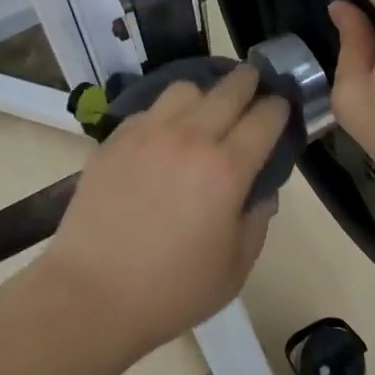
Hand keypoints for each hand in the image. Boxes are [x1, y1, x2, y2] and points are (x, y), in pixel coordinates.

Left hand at [39, 66, 289, 356]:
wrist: (91, 293)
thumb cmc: (172, 291)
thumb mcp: (235, 268)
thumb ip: (257, 220)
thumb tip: (261, 190)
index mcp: (226, 170)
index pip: (264, 118)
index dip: (279, 108)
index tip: (282, 107)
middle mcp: (190, 138)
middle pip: (229, 90)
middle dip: (249, 81)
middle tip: (254, 82)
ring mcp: (147, 133)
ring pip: (185, 89)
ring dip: (204, 94)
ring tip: (205, 111)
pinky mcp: (115, 139)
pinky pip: (150, 110)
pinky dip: (166, 114)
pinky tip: (164, 137)